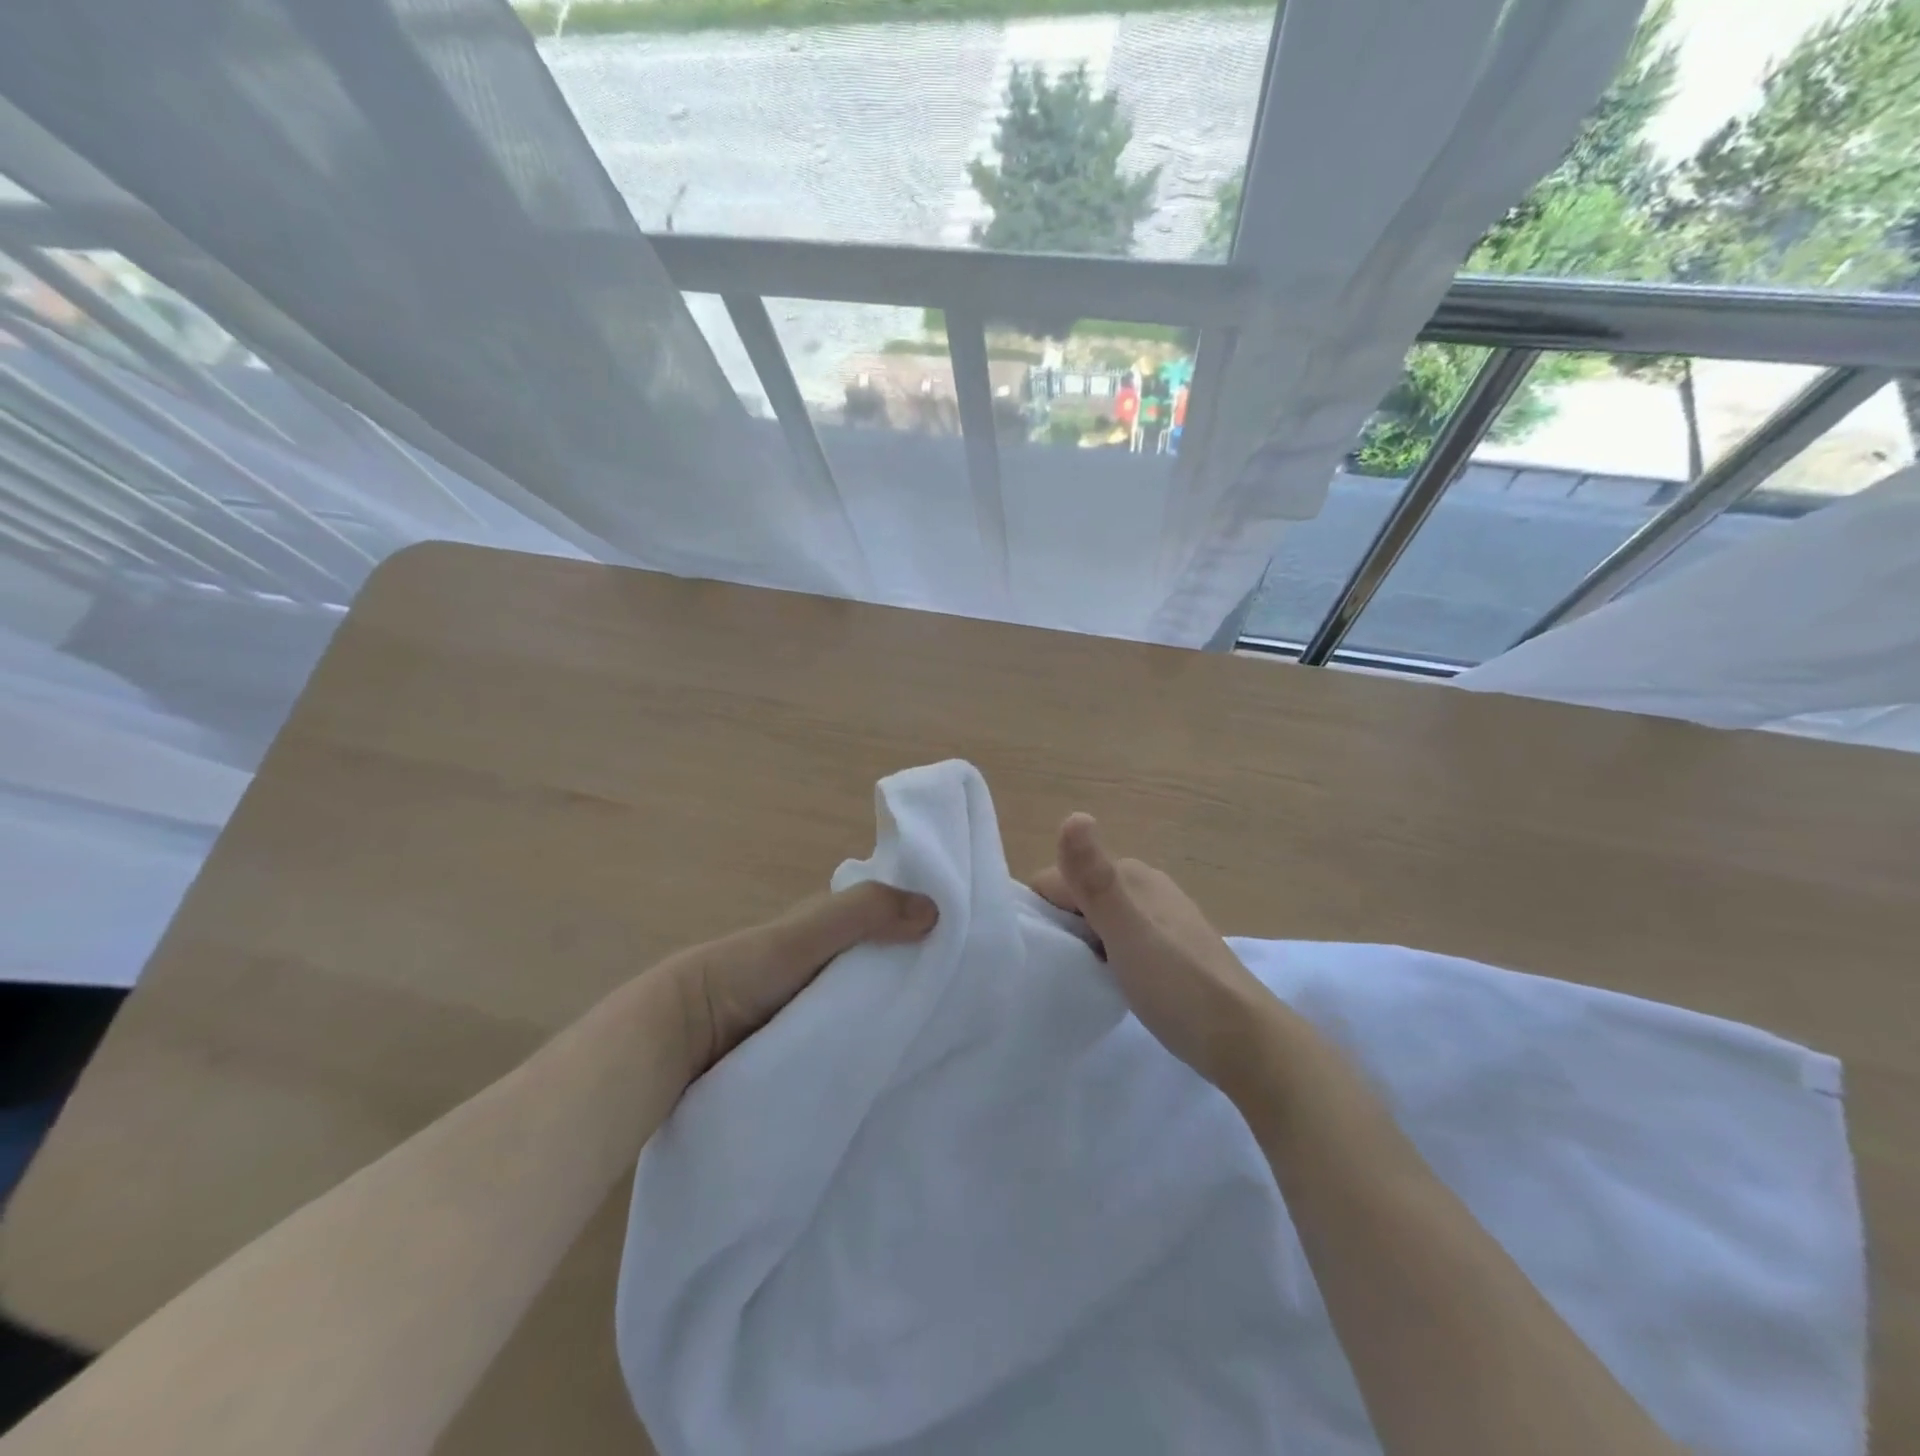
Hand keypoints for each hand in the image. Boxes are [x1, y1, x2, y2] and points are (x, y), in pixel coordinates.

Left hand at [658, 883, 937, 1080]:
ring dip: (896, 1015)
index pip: (885, 919)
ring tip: (946, 1038)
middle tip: (964, 1002)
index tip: (966, 945)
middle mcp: (822, 963)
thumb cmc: (747, 971)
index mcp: (823, 927)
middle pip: (880, 964)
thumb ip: (864, 914)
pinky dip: (873, 1046)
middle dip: (914, 975)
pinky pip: (850, 1041)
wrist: (681, 1037)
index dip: (919, 924)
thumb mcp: (807, 933)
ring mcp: (813, 1008)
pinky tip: (902, 1064)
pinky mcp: (807, 1048)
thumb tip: (936, 910)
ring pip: (867, 1005)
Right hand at [1031, 814, 1280, 1097]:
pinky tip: (1114, 982)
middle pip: (1078, 897)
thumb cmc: (1179, 985)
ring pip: (1099, 919)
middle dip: (1064, 927)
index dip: (1044, 913)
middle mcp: (1146, 886)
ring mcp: (1161, 917)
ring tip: (1088, 978)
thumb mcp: (1126, 932)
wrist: (1244, 1041)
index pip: (1058, 878)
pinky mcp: (1171, 948)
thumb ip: (1094, 880)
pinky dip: (1107, 956)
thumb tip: (1073, 815)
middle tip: (1068, 967)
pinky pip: (1120, 939)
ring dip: (1084, 944)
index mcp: (1132, 874)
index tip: (1049, 951)